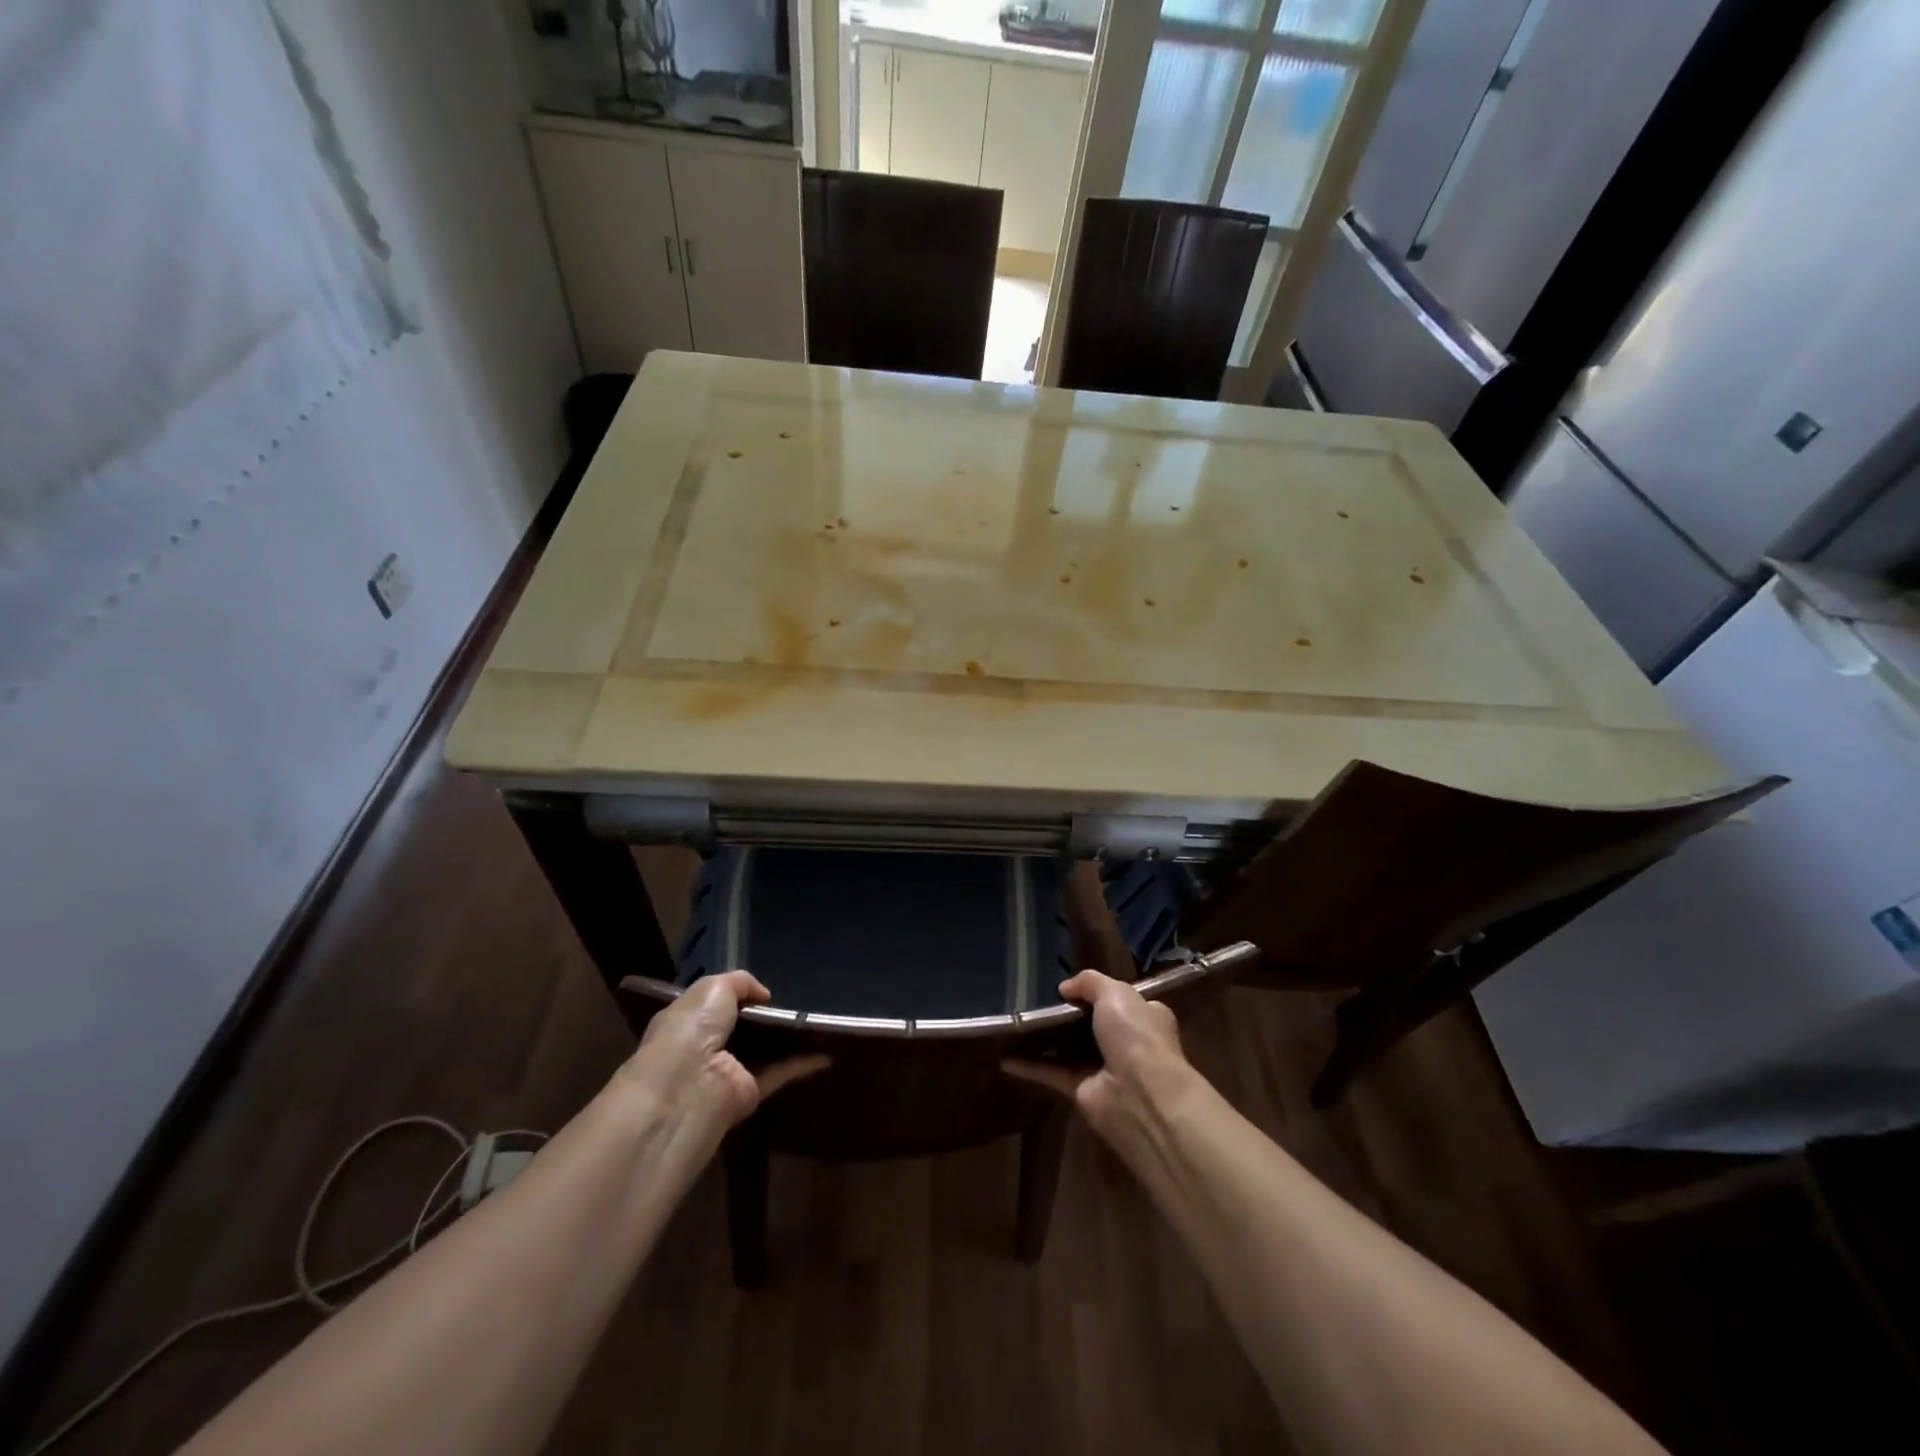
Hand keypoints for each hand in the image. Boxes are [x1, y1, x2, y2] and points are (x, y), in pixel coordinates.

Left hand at [614, 971, 827, 1142]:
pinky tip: (827, 1054)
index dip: (737, 996)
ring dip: (787, 1040)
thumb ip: (740, 982)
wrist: (688, 1086)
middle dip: (767, 1017)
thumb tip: (764, 995)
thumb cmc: (691, 1029)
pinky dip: (802, 1065)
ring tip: (817, 1022)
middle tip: (798, 1002)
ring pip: (763, 1052)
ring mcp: (729, 1072)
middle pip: (742, 1029)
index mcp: (688, 1022)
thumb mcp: (713, 987)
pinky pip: (780, 1074)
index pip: (713, 1006)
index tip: (765, 990)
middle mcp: (706, 1048)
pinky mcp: (751, 1094)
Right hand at [1003, 969, 1198, 1144]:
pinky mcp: (1081, 1091)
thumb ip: (1089, 982)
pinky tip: (1005, 1058)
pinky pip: (1051, 1073)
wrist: (1140, 1095)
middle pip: (1092, 1024)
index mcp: (1144, 1016)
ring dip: (1046, 1039)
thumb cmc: (1135, 1036)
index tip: (1072, 985)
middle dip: (1068, 1014)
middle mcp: (1126, 1042)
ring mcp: (1103, 1068)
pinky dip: (1029, 1067)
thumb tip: (1065, 988)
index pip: (1122, 1000)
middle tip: (1037, 1000)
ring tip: (1018, 1022)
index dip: (1100, 992)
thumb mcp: (1115, 993)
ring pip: (1069, 1049)